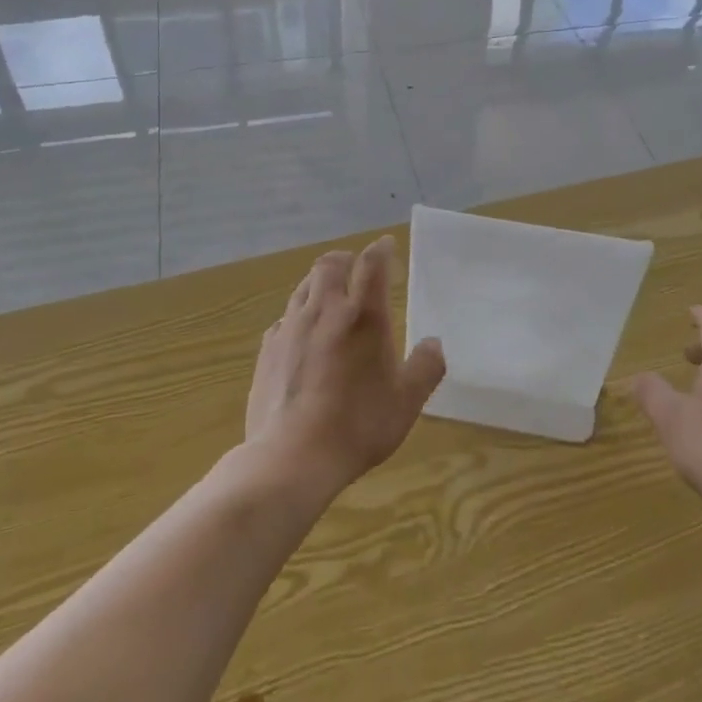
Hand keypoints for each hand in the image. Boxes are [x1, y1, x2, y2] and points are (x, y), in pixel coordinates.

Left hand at [245, 237, 446, 496]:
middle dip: (345, 259)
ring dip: (320, 283)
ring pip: (303, 287)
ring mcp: (290, 328)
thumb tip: (433, 344)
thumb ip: (425, 367)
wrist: (292, 456)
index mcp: (362, 316)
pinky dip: (298, 315)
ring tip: (330, 296)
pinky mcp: (267, 350)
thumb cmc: (358, 425)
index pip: (372, 264)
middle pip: (329, 264)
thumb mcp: (407, 401)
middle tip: (356, 269)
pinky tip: (303, 335)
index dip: (381, 249)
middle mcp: (324, 311)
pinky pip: (284, 318)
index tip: (387, 245)